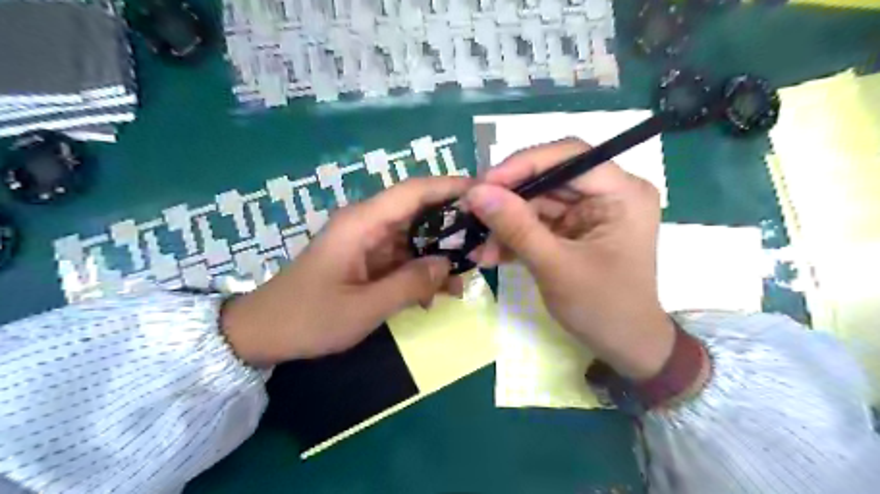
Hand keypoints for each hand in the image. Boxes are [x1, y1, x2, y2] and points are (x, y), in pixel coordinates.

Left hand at [219, 175, 470, 363]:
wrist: (263, 333)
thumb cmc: (308, 318)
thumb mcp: (364, 308)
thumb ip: (410, 284)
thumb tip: (448, 264)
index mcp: (362, 223)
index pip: (413, 191)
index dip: (450, 187)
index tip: (486, 194)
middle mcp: (367, 225)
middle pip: (418, 212)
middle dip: (453, 226)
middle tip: (485, 243)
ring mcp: (367, 242)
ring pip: (414, 237)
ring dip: (439, 255)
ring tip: (465, 279)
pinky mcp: (366, 260)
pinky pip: (402, 257)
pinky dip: (421, 271)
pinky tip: (436, 295)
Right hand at [467, 137, 675, 379]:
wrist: (624, 345)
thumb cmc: (603, 308)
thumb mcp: (556, 267)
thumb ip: (516, 227)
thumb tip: (476, 192)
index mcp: (622, 192)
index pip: (570, 156)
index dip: (524, 164)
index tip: (484, 183)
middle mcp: (608, 192)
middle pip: (549, 177)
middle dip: (508, 198)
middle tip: (470, 211)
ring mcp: (589, 210)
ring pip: (537, 200)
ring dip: (506, 222)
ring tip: (480, 244)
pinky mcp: (574, 228)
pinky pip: (538, 221)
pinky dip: (514, 235)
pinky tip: (492, 253)